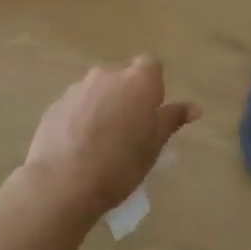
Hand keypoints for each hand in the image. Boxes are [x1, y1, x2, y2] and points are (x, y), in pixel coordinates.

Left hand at [21, 56, 200, 219]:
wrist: (62, 183)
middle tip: (128, 129)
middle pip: (123, 76)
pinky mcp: (56, 103)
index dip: (153, 87)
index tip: (150, 112)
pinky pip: (77, 103)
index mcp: (138, 80)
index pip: (151, 66)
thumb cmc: (120, 165)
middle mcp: (108, 74)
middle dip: (127, 95)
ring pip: (98, 89)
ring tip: (100, 140)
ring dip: (103, 105)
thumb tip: (195, 107)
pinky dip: (81, 116)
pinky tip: (78, 145)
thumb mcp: (154, 146)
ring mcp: (78, 87)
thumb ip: (172, 120)